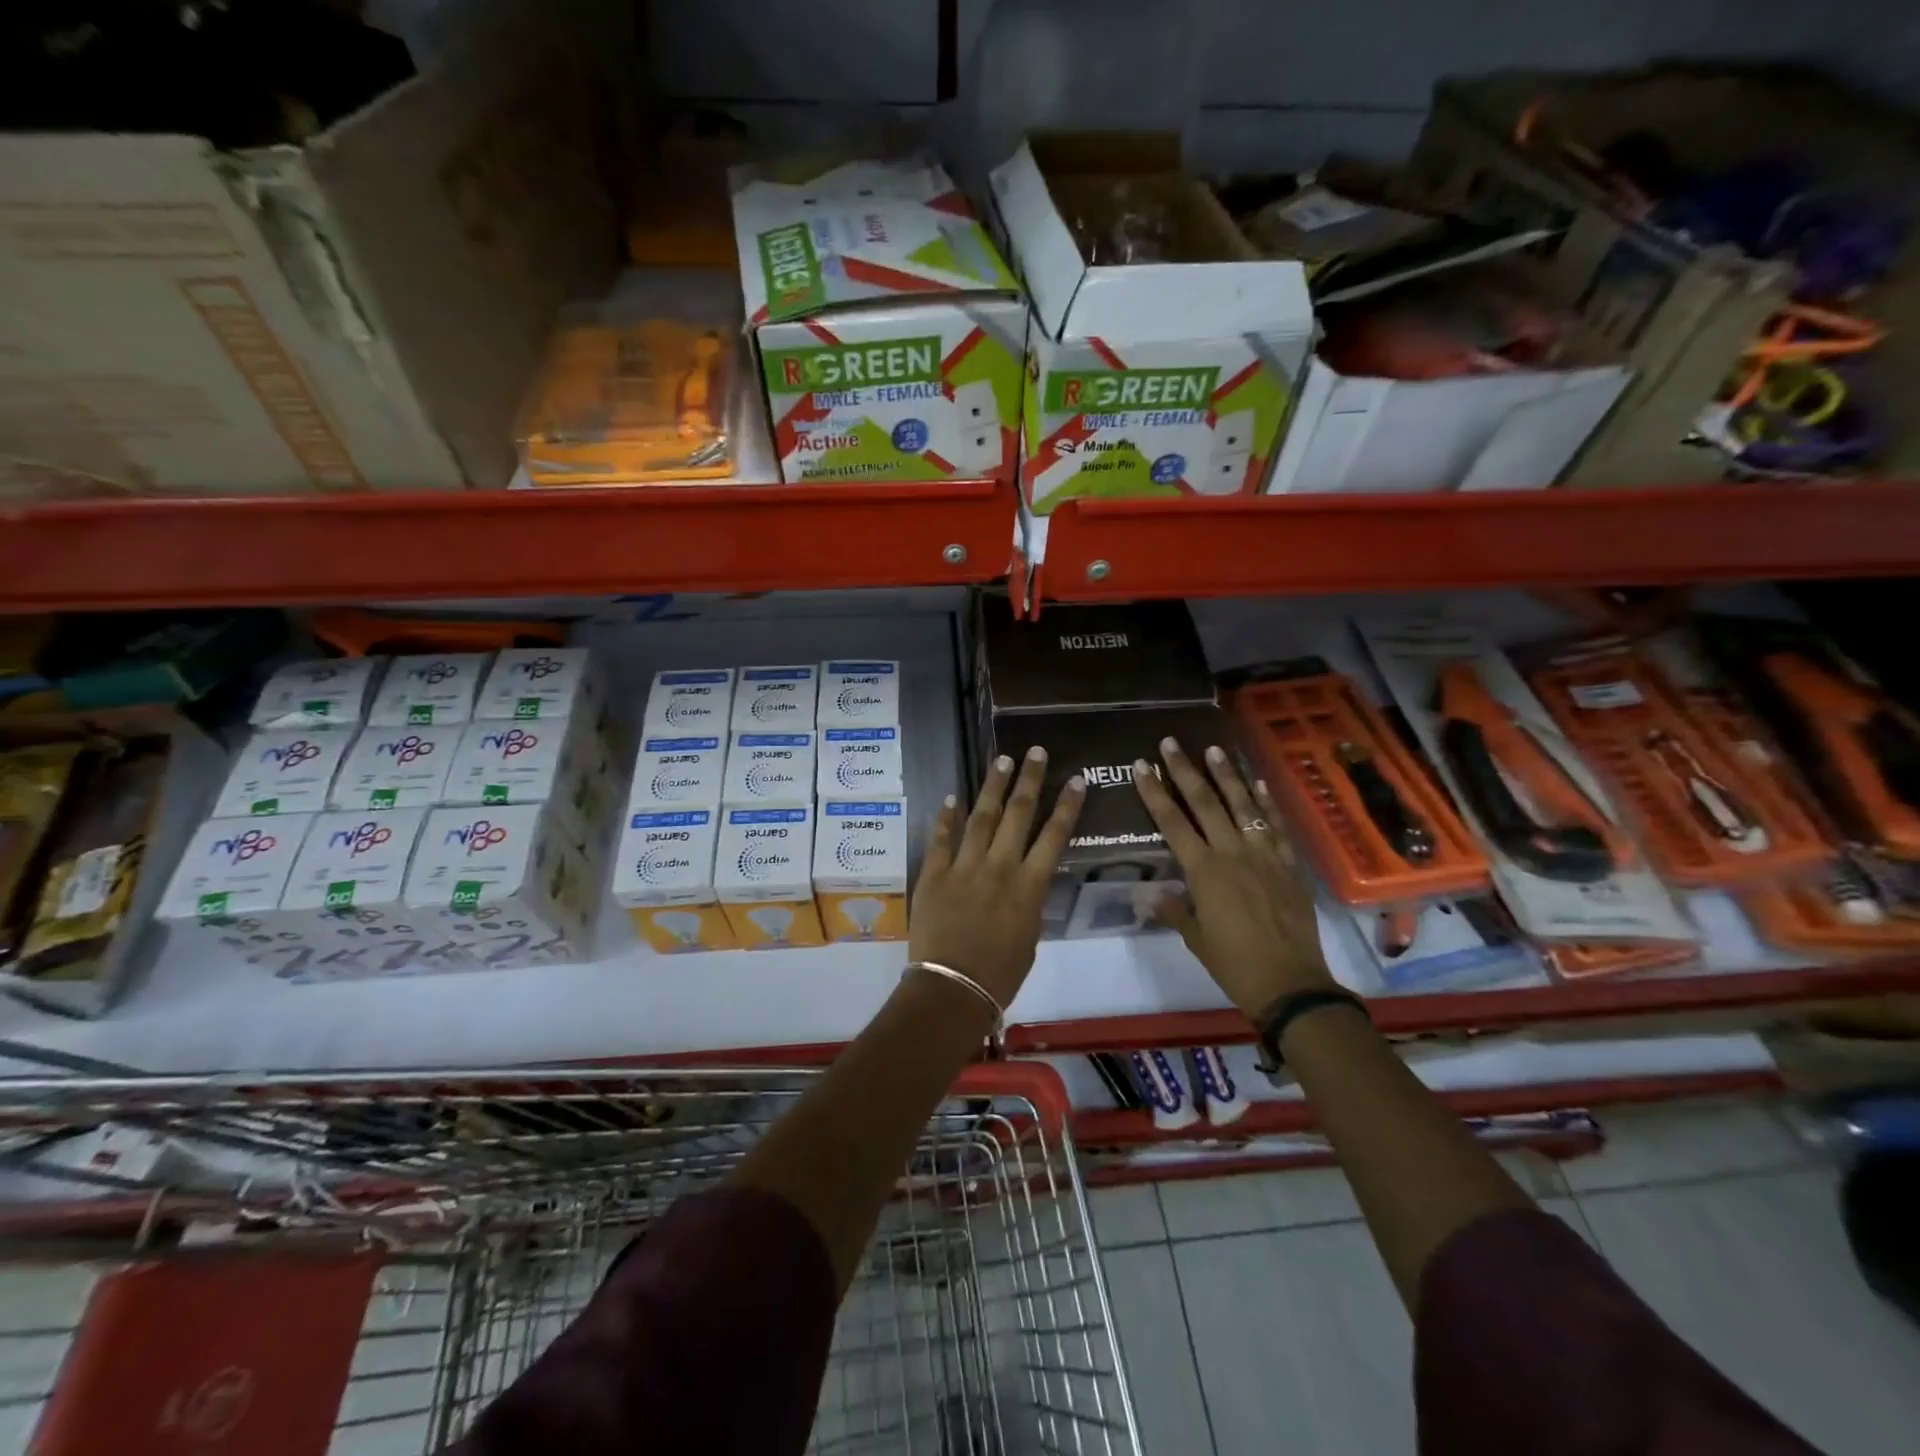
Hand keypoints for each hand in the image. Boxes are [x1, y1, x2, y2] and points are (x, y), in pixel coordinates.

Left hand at [909, 747, 1084, 1007]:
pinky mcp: (934, 873)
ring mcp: (964, 866)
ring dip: (993, 787)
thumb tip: (1026, 880)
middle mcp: (1000, 867)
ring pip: (982, 817)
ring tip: (1002, 761)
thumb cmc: (1000, 974)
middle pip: (1018, 814)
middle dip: (1029, 780)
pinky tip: (953, 797)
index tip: (1076, 779)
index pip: (1054, 836)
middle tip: (1034, 752)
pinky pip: (941, 839)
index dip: (1067, 806)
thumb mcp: (1030, 937)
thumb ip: (1029, 901)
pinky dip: (947, 817)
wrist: (953, 987)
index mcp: (1030, 886)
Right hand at [1132, 737, 1334, 1021]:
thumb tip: (1151, 894)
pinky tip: (1258, 783)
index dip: (1154, 793)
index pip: (1172, 823)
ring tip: (1214, 749)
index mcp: (1204, 872)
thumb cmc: (1235, 964)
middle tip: (1171, 743)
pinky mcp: (1289, 865)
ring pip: (1242, 806)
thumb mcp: (1196, 939)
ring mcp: (1264, 856)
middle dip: (1185, 771)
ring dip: (1227, 776)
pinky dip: (1267, 803)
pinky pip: (1276, 826)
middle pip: (1205, 803)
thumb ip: (1174, 909)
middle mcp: (1232, 854)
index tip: (1141, 767)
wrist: (1292, 984)